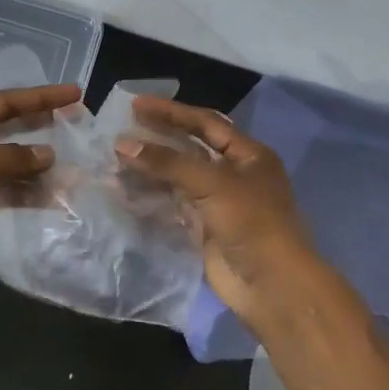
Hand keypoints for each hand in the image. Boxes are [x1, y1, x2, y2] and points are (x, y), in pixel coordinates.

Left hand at [0, 83, 80, 288]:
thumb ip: (13, 157)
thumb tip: (48, 155)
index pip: (4, 102)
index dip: (41, 98)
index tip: (74, 93)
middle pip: (8, 129)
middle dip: (42, 128)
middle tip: (78, 125)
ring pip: (9, 163)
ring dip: (38, 167)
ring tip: (74, 168)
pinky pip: (4, 190)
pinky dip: (26, 193)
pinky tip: (53, 197)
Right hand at [116, 95, 327, 336]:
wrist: (271, 284)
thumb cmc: (251, 222)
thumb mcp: (212, 184)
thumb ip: (167, 162)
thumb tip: (123, 144)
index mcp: (249, 155)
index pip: (206, 123)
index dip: (171, 112)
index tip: (136, 105)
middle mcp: (235, 174)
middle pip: (191, 148)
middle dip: (159, 137)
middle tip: (123, 127)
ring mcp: (219, 202)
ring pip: (179, 177)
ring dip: (152, 167)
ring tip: (118, 157)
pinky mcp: (205, 227)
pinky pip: (174, 203)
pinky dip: (152, 195)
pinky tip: (127, 188)